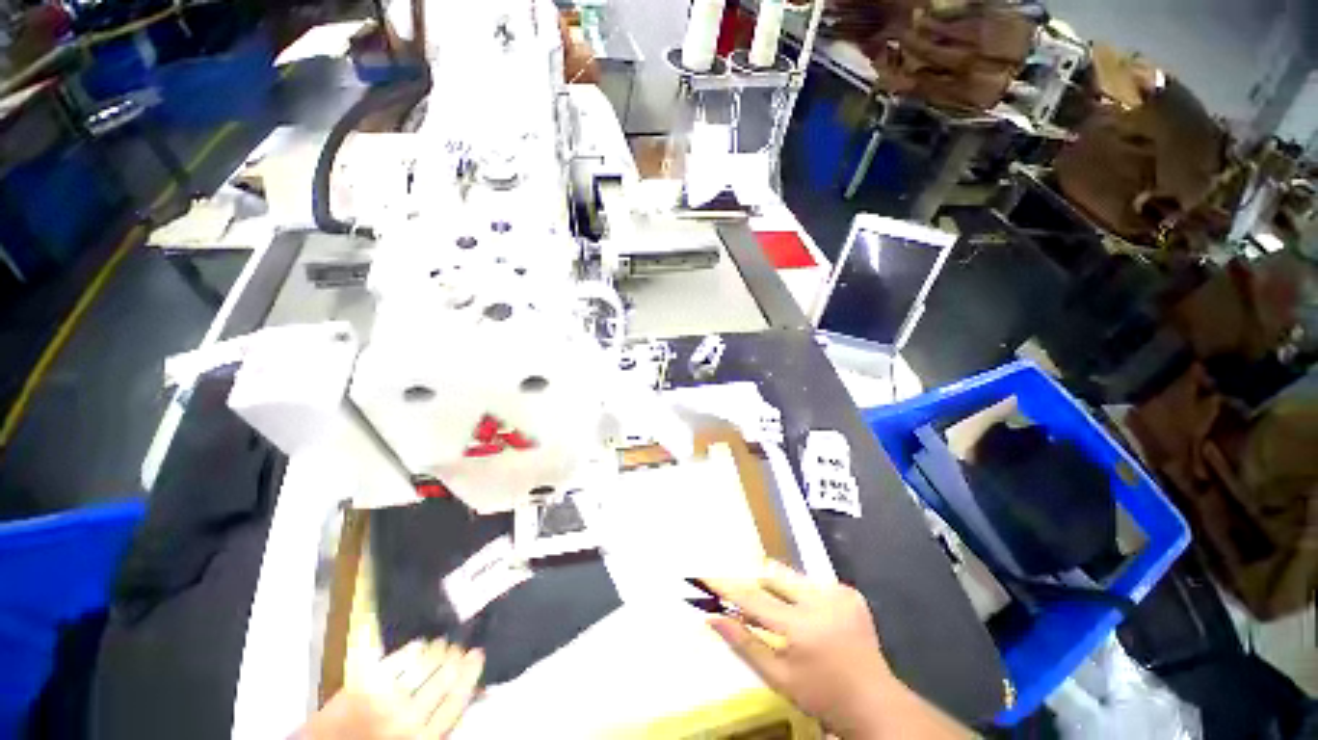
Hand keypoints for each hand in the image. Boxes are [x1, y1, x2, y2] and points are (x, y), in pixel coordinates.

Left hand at [302, 640, 484, 739]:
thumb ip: (440, 722)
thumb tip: (471, 691)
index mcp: (424, 739)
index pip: (458, 698)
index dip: (471, 672)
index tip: (479, 653)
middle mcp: (408, 719)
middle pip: (445, 677)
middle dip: (456, 657)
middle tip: (462, 645)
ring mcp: (385, 700)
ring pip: (425, 664)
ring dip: (438, 650)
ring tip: (443, 643)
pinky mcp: (364, 684)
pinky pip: (399, 659)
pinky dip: (414, 648)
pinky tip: (420, 644)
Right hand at [703, 563, 970, 738]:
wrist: (874, 702)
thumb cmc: (821, 696)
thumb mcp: (779, 678)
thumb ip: (745, 644)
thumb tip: (713, 617)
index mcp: (800, 627)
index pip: (753, 597)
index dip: (728, 586)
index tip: (708, 576)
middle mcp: (819, 602)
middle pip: (774, 577)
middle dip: (759, 586)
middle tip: (755, 606)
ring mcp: (838, 593)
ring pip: (793, 578)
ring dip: (783, 592)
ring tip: (789, 618)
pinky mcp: (850, 592)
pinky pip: (814, 583)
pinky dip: (805, 595)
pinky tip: (814, 619)